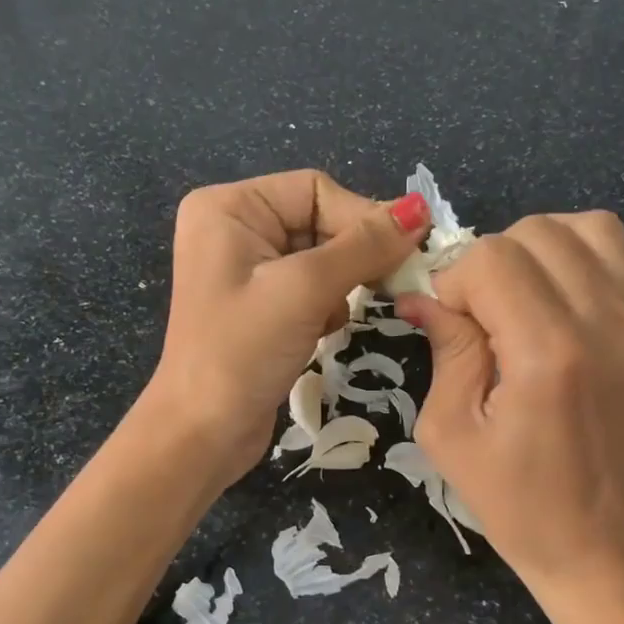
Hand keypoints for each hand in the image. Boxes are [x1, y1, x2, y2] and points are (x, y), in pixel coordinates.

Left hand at [149, 170, 428, 481]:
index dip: (363, 217)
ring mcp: (246, 269)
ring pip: (322, 257)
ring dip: (340, 286)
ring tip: (331, 318)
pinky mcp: (260, 305)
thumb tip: (420, 209)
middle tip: (387, 285)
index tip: (405, 252)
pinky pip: (310, 287)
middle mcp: (234, 228)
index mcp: (229, 207)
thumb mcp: (305, 290)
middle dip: (351, 257)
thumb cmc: (242, 351)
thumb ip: (364, 246)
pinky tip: (320, 333)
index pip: (316, 190)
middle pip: (320, 221)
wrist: (203, 433)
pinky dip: (327, 306)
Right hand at [398, 215, 623, 623]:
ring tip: (524, 299)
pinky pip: (623, 264)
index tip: (450, 320)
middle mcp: (609, 325)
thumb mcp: (451, 433)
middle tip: (484, 313)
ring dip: (542, 251)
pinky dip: (581, 269)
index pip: (493, 257)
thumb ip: (445, 348)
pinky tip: (563, 316)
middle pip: (539, 232)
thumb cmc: (516, 503)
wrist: (606, 547)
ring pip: (588, 229)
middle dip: (494, 261)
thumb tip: (424, 294)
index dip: (456, 279)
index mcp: (549, 355)